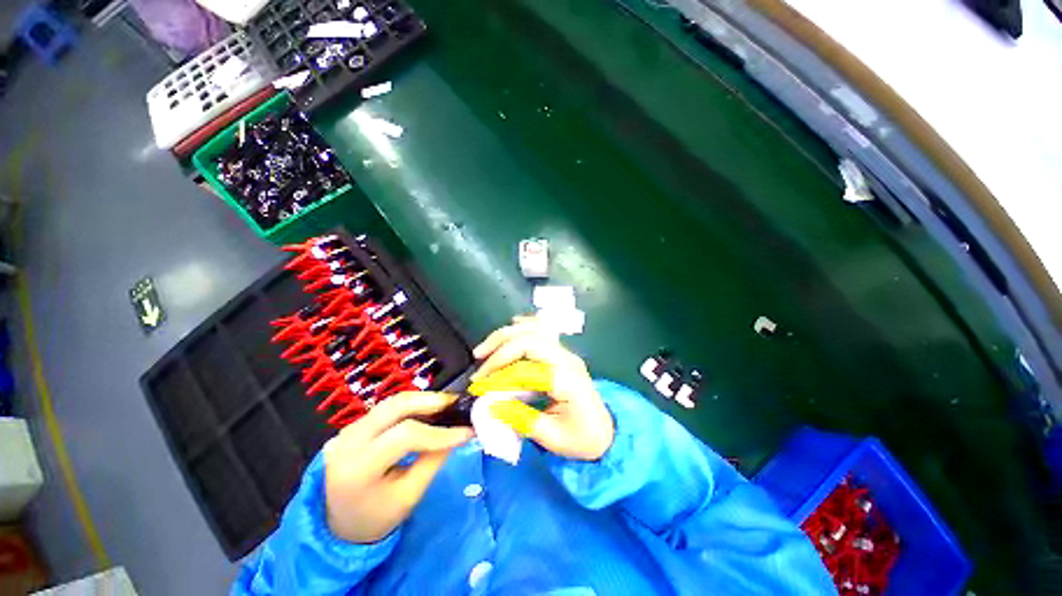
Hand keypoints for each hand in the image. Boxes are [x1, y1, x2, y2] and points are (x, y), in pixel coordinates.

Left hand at [323, 392, 473, 543]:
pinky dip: (413, 405)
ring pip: (393, 402)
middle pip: (396, 406)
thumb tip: (460, 433)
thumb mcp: (409, 496)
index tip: (466, 432)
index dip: (439, 432)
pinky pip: (388, 408)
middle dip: (432, 401)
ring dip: (424, 400)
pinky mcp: (355, 425)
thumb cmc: (376, 517)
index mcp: (358, 468)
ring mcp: (348, 429)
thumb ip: (433, 461)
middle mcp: (349, 441)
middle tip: (458, 404)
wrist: (339, 522)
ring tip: (448, 405)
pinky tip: (430, 410)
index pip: (404, 436)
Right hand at [470, 317, 614, 460]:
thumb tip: (490, 404)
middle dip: (499, 349)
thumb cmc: (581, 438)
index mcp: (566, 379)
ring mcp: (566, 353)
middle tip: (479, 364)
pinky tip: (511, 329)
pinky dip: (524, 327)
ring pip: (534, 329)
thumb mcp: (551, 437)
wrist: (605, 432)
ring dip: (507, 335)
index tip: (479, 387)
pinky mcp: (562, 353)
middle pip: (529, 339)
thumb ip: (520, 419)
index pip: (526, 367)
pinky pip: (542, 330)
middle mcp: (566, 358)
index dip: (499, 374)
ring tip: (486, 349)